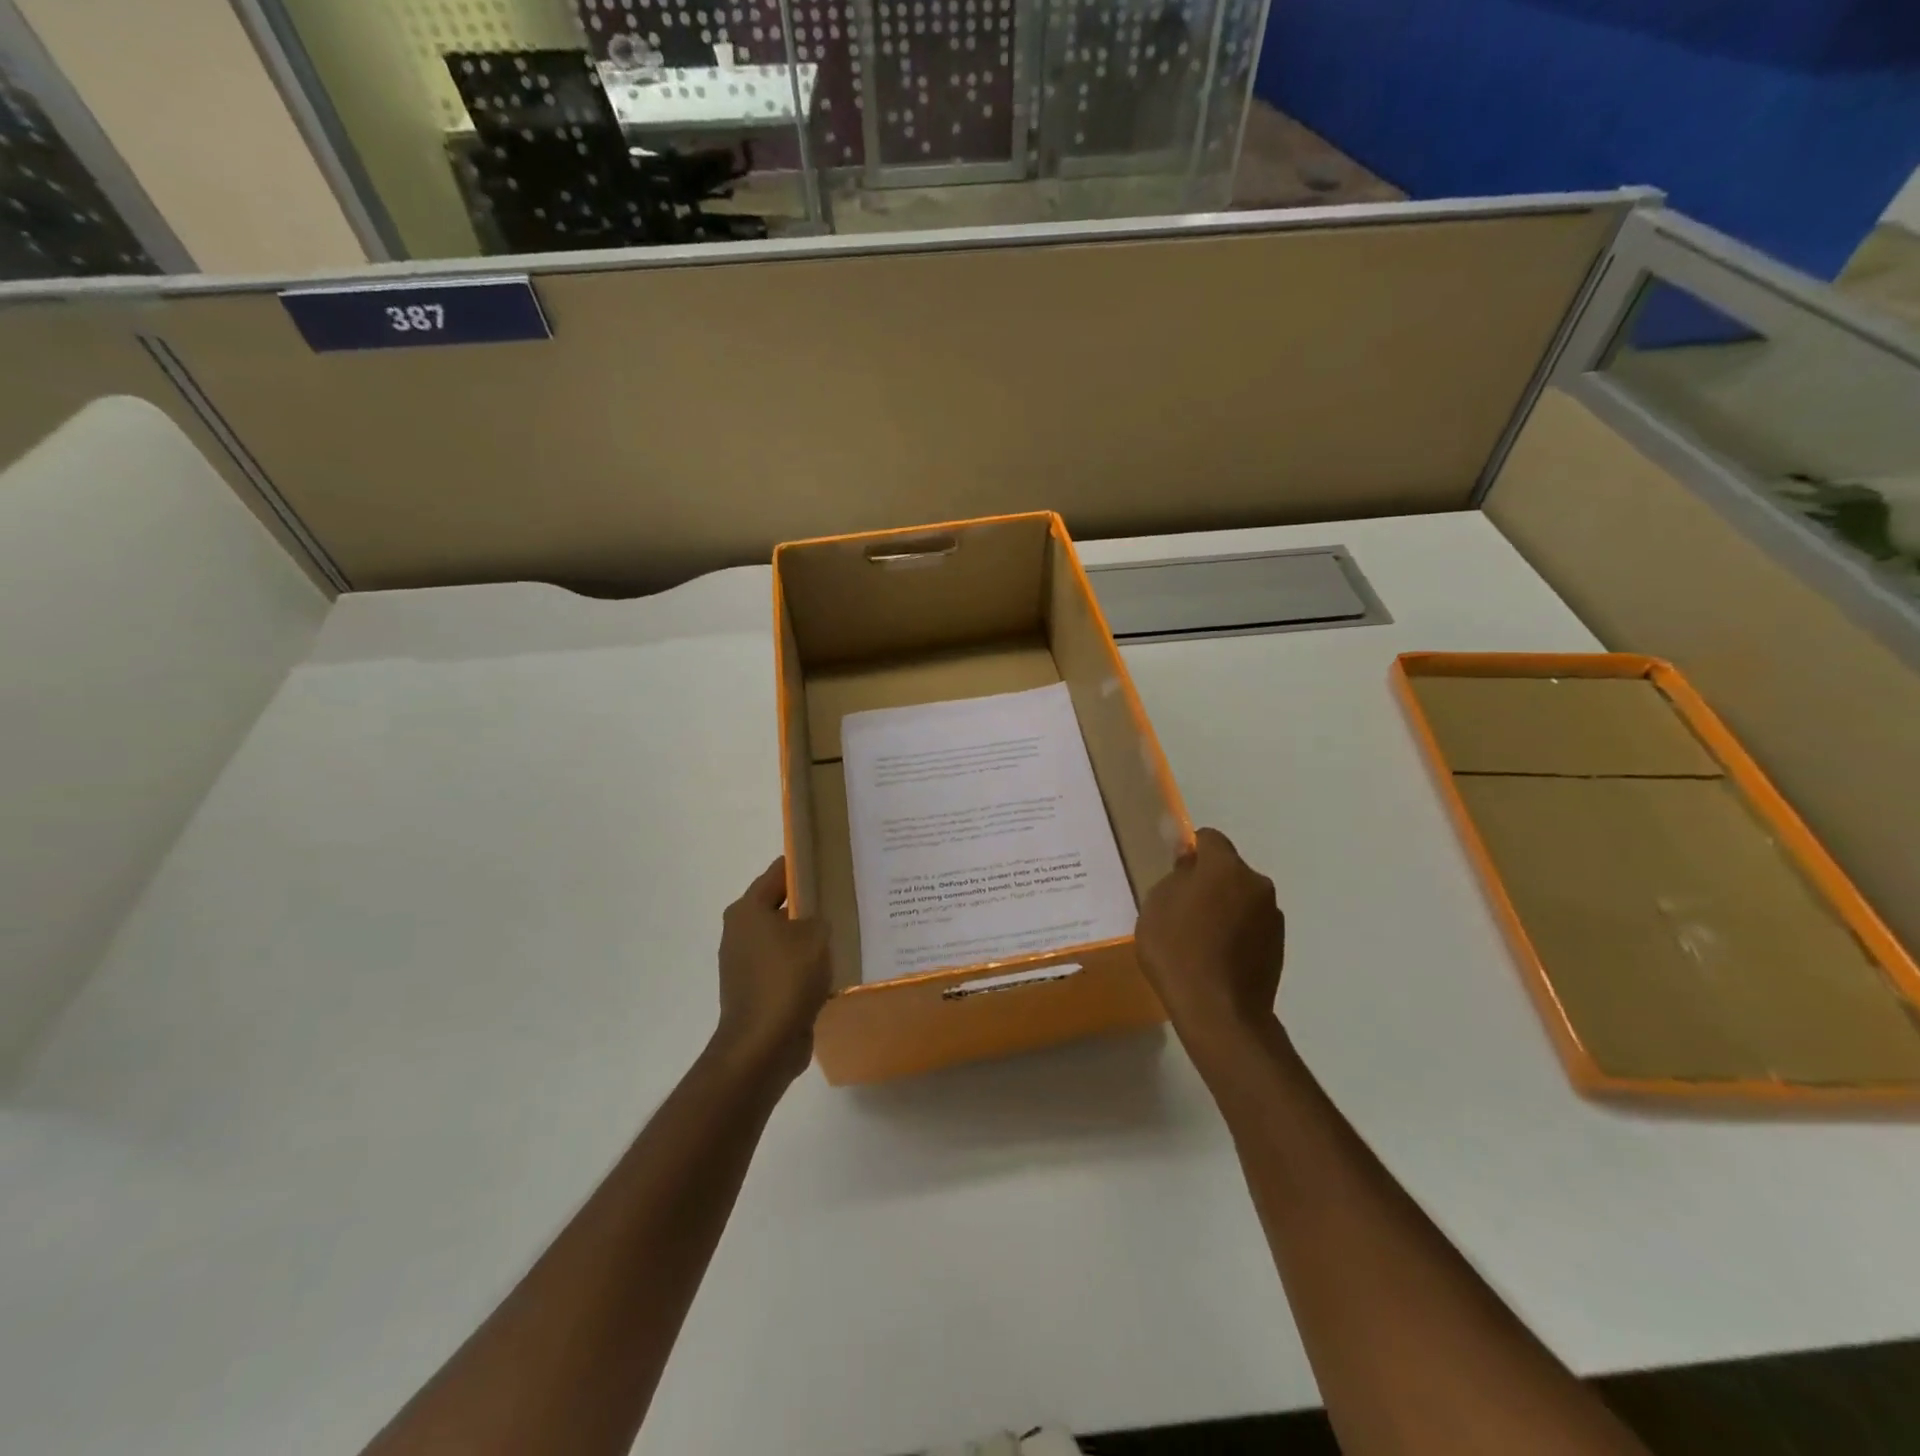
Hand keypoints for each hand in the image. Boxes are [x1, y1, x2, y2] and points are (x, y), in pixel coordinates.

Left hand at [711, 858, 831, 1085]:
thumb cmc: (786, 979)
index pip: (779, 873)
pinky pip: (787, 967)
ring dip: (810, 938)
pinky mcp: (757, 990)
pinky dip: (806, 966)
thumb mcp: (815, 936)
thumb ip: (820, 916)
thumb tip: (818, 919)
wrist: (762, 1045)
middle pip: (782, 905)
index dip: (805, 865)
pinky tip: (834, 967)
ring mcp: (746, 964)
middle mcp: (741, 932)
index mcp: (747, 910)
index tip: (833, 860)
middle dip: (812, 903)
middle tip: (847, 896)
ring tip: (847, 931)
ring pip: (786, 938)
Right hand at [1135, 827, 1284, 1056]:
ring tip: (1201, 938)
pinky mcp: (1279, 946)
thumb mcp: (1156, 906)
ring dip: (1225, 907)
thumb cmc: (1177, 951)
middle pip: (1228, 870)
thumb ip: (1176, 877)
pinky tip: (1218, 957)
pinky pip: (1251, 926)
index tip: (1174, 871)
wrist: (1219, 1012)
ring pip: (1242, 898)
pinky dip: (1237, 932)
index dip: (1190, 850)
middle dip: (1209, 881)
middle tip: (1183, 907)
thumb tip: (1190, 866)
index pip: (1209, 839)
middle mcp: (1256, 884)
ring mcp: (1272, 917)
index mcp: (1225, 867)